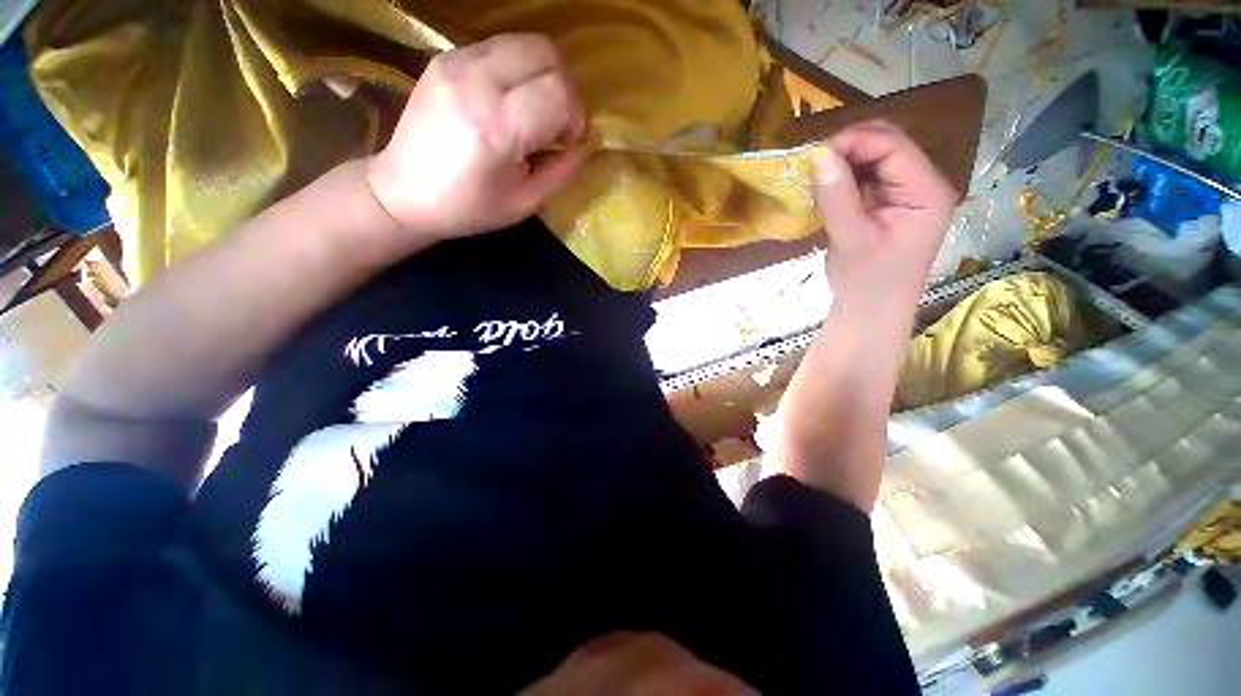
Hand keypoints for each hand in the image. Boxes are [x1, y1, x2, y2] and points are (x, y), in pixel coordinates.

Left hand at [364, 34, 586, 247]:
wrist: (402, 192)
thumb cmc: (467, 208)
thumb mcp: (523, 203)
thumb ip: (560, 171)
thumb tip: (581, 145)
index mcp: (496, 127)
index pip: (558, 92)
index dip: (575, 116)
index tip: (567, 140)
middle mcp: (476, 82)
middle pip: (546, 53)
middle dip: (564, 88)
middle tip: (556, 121)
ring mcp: (456, 62)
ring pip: (525, 41)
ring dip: (542, 74)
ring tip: (533, 108)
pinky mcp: (445, 57)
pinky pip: (499, 48)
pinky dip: (517, 69)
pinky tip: (508, 99)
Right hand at [811, 121, 956, 319]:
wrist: (870, 312)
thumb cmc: (866, 283)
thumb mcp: (851, 240)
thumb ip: (837, 197)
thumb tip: (818, 153)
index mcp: (926, 191)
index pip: (893, 147)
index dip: (854, 142)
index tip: (813, 156)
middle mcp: (922, 184)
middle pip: (887, 145)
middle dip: (847, 149)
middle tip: (811, 166)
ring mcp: (904, 193)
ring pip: (873, 159)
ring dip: (842, 164)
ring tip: (813, 179)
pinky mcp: (887, 204)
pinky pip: (864, 178)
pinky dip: (841, 179)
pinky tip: (824, 190)